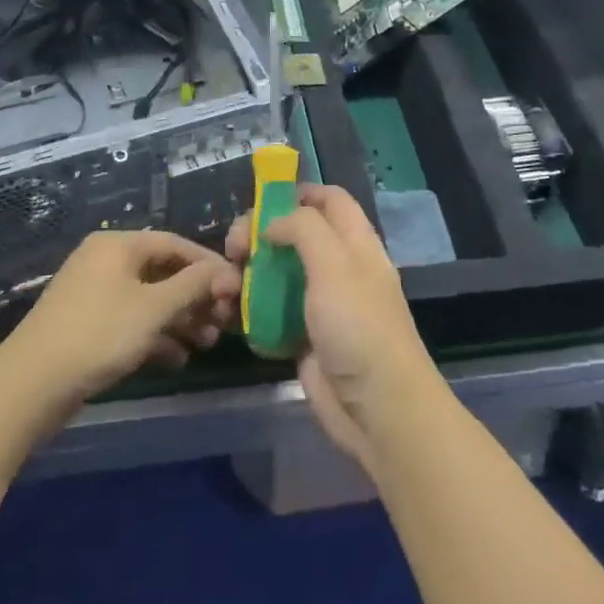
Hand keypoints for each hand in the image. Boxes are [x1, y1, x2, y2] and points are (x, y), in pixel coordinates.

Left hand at [0, 230, 238, 414]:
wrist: (30, 385)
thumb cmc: (98, 335)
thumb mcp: (153, 309)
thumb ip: (193, 286)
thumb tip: (227, 271)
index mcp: (118, 245)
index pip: (175, 244)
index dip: (209, 265)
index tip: (237, 289)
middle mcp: (106, 261)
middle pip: (163, 272)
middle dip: (196, 297)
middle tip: (223, 323)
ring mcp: (94, 293)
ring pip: (149, 299)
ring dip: (180, 319)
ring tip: (206, 344)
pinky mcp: (87, 324)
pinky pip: (132, 320)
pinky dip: (156, 335)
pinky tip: (178, 358)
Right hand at [225, 185, 439, 471]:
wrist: (378, 410)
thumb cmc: (359, 327)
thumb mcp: (334, 264)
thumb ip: (303, 229)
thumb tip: (273, 222)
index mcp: (355, 243)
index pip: (330, 200)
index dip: (298, 193)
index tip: (260, 201)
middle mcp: (339, 268)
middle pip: (296, 235)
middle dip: (260, 235)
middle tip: (233, 249)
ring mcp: (321, 305)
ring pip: (278, 275)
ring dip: (249, 276)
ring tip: (225, 287)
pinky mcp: (305, 339)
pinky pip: (272, 315)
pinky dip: (251, 312)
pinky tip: (231, 316)